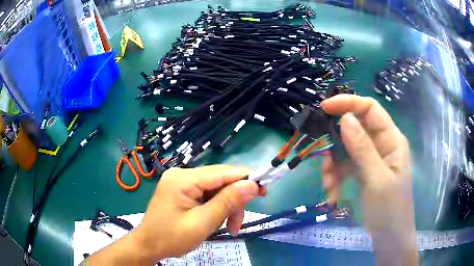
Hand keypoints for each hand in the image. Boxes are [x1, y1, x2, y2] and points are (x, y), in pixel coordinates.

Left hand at [86, 165, 263, 264]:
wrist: (148, 245)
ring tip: (228, 228)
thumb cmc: (171, 238)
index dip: (246, 180)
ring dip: (226, 207)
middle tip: (236, 225)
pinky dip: (216, 208)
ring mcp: (181, 182)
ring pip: (216, 189)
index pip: (223, 172)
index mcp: (184, 179)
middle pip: (221, 181)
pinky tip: (216, 221)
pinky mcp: (182, 190)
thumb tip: (253, 184)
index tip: (264, 192)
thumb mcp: (202, 223)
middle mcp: (182, 174)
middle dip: (233, 201)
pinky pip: (206, 194)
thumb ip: (227, 202)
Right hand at [321, 95, 417, 264]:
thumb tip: (344, 118)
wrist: (389, 238)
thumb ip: (362, 149)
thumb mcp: (377, 180)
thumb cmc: (390, 210)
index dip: (348, 103)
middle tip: (324, 161)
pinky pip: (345, 167)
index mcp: (391, 139)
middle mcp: (381, 145)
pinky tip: (332, 194)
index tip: (324, 109)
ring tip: (328, 186)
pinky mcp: (363, 173)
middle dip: (336, 145)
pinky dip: (335, 178)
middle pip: (354, 129)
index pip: (370, 109)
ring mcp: (371, 159)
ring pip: (346, 150)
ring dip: (333, 166)